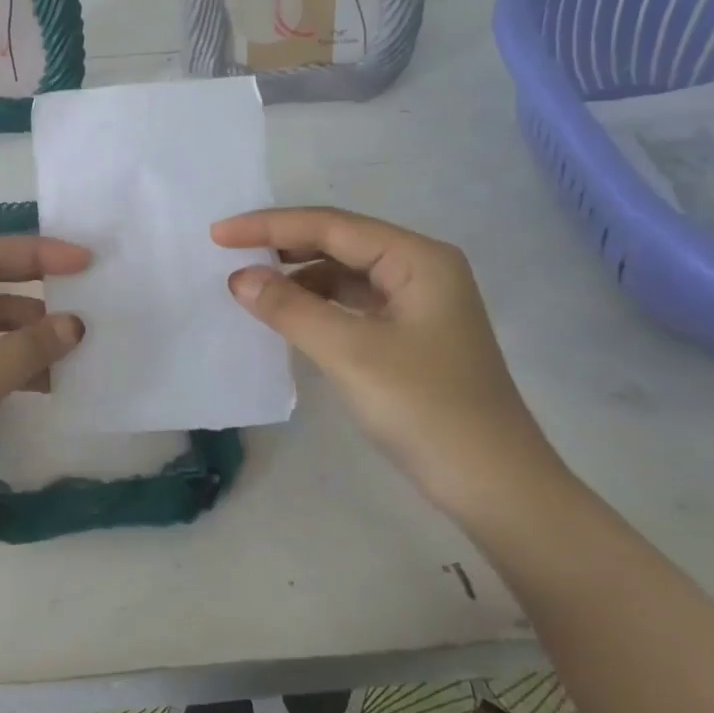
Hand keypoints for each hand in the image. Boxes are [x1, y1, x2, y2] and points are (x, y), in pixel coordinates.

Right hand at [212, 208, 560, 510]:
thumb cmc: (427, 410)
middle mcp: (420, 269)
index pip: (331, 225)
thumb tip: (239, 278)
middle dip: (282, 244)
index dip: (269, 226)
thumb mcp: (350, 353)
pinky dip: (315, 303)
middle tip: (228, 251)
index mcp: (417, 259)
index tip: (217, 235)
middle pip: (338, 241)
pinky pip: (350, 302)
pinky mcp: (409, 334)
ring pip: (343, 272)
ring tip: (250, 285)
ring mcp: (417, 302)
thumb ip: (290, 308)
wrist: (496, 486)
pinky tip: (287, 315)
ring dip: (297, 274)